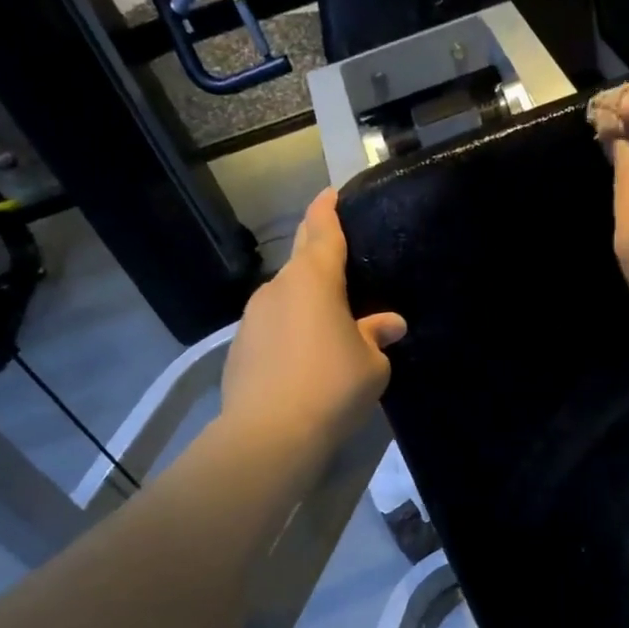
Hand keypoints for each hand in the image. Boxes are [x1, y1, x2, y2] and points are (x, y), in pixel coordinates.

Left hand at [221, 188, 405, 451]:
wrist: (269, 434)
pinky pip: (272, 327)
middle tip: (337, 252)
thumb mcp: (372, 364)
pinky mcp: (239, 348)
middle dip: (316, 250)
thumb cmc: (332, 387)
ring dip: (305, 300)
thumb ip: (377, 336)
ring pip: (285, 297)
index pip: (322, 231)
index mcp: (313, 280)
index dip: (328, 210)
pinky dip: (289, 330)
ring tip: (328, 320)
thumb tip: (389, 323)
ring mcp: (252, 318)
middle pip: (300, 259)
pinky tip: (303, 356)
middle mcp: (277, 289)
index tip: (331, 193)